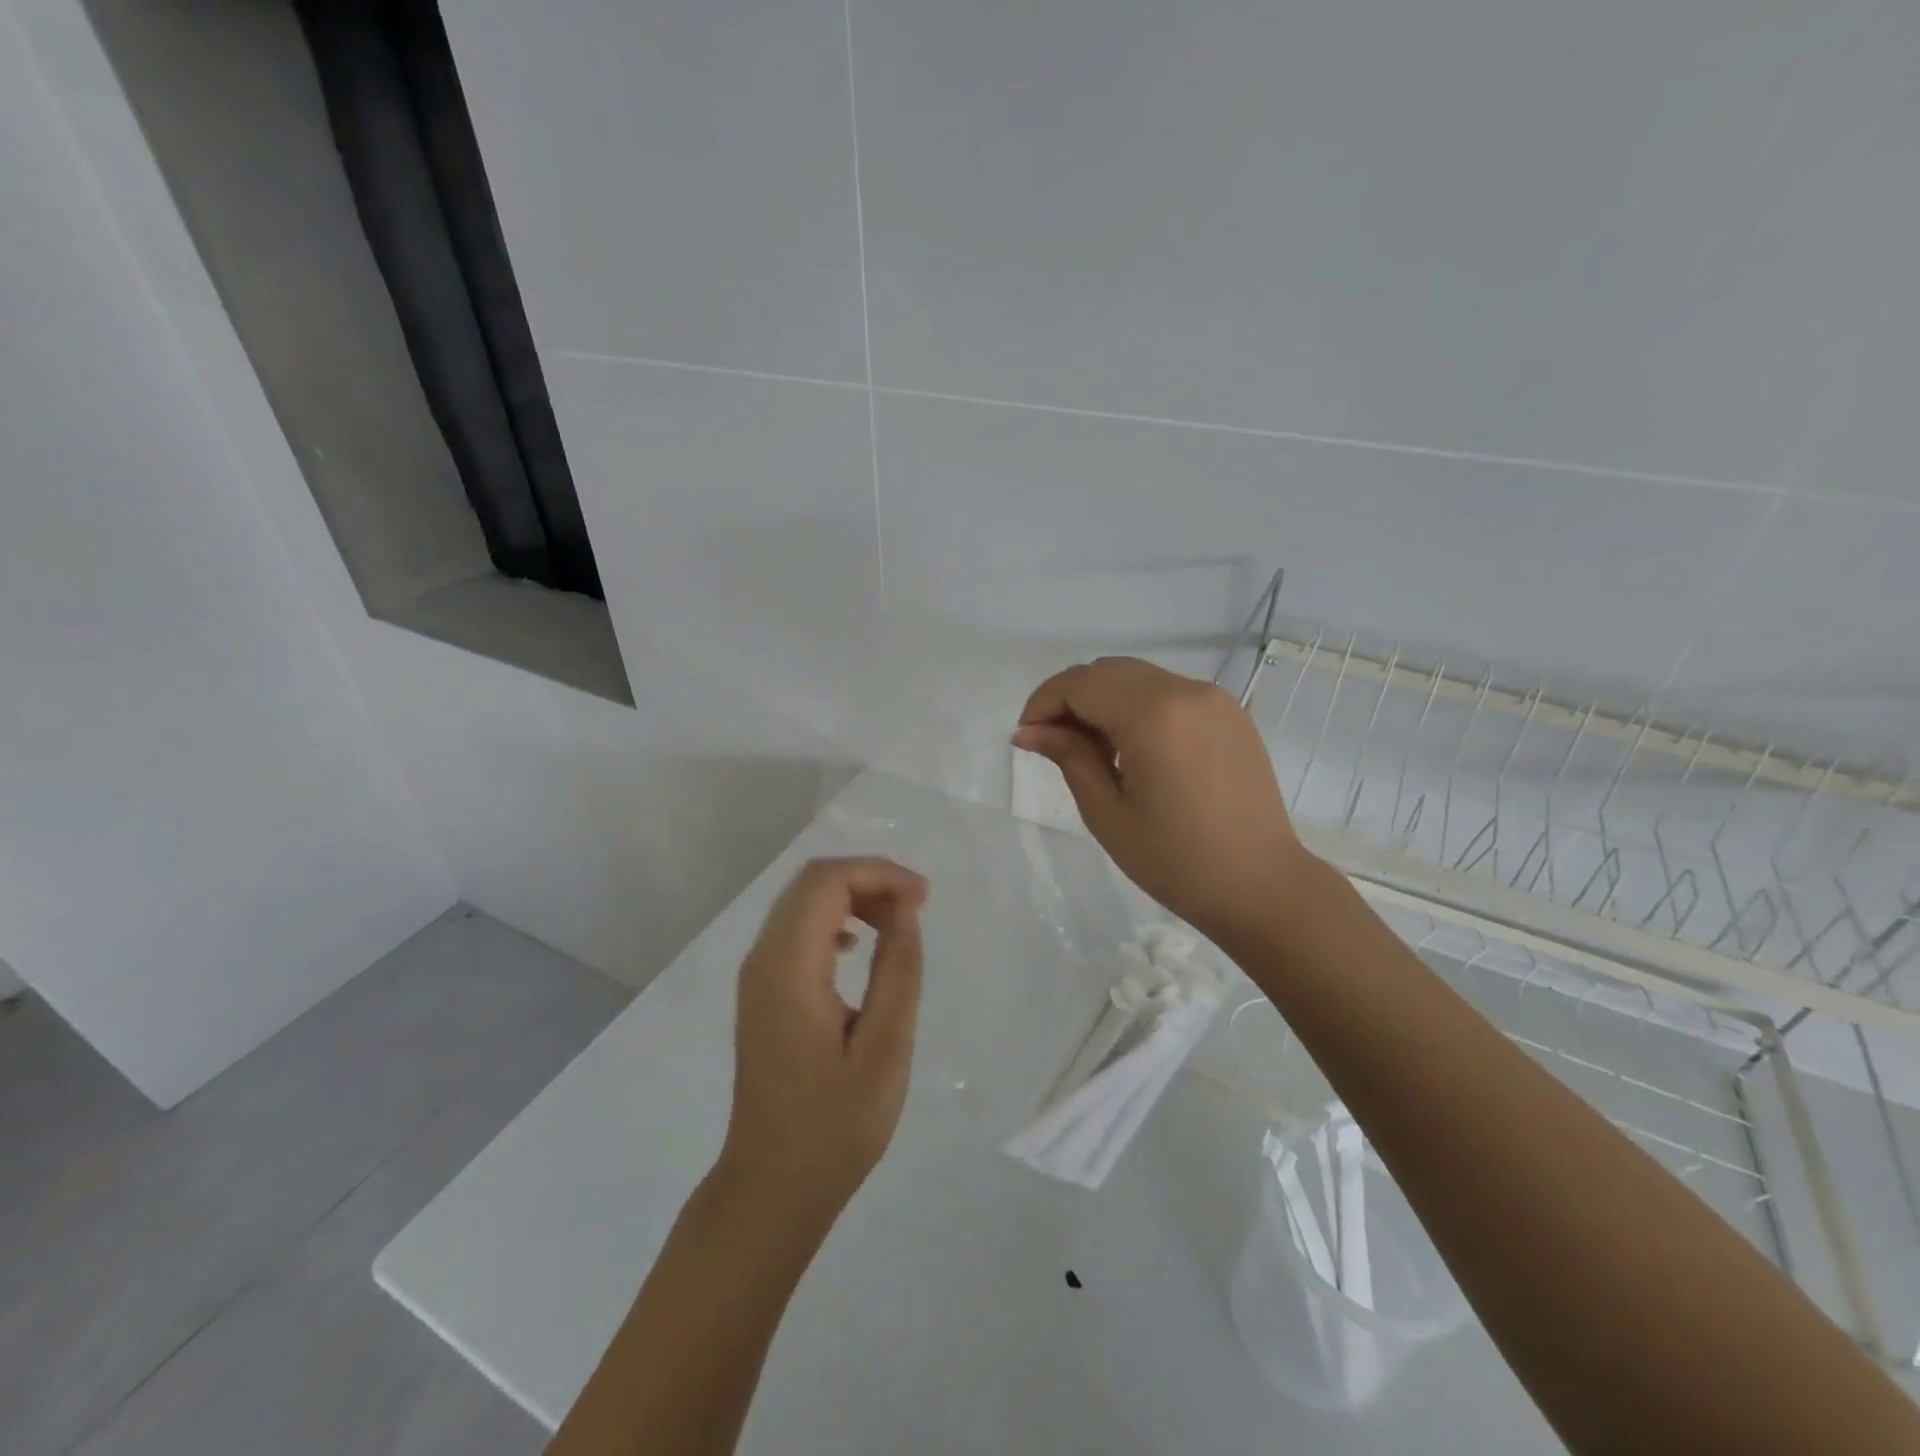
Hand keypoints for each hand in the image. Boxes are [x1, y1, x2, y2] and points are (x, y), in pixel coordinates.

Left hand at [717, 857, 928, 1227]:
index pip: (827, 881)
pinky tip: (860, 949)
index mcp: (788, 967)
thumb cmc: (834, 1126)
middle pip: (811, 883)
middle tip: (915, 907)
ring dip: (852, 898)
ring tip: (896, 925)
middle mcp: (762, 959)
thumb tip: (905, 909)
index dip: (879, 873)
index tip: (924, 898)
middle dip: (867, 879)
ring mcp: (757, 976)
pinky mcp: (762, 993)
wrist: (771, 1187)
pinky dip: (834, 921)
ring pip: (802, 903)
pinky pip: (796, 930)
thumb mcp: (885, 1047)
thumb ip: (898, 969)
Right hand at [1014, 657, 1310, 945]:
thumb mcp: (1108, 813)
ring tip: (1093, 751)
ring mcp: (1214, 698)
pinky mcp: (1231, 713)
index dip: (1043, 702)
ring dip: (1103, 701)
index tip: (1026, 737)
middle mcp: (1186, 691)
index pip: (1080, 684)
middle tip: (1053, 744)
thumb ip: (1069, 757)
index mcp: (1154, 715)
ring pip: (1138, 678)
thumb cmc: (1176, 861)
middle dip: (1070, 699)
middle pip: (1107, 671)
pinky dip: (1138, 706)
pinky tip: (1133, 749)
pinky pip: (1168, 692)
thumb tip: (1028, 731)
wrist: (1262, 886)